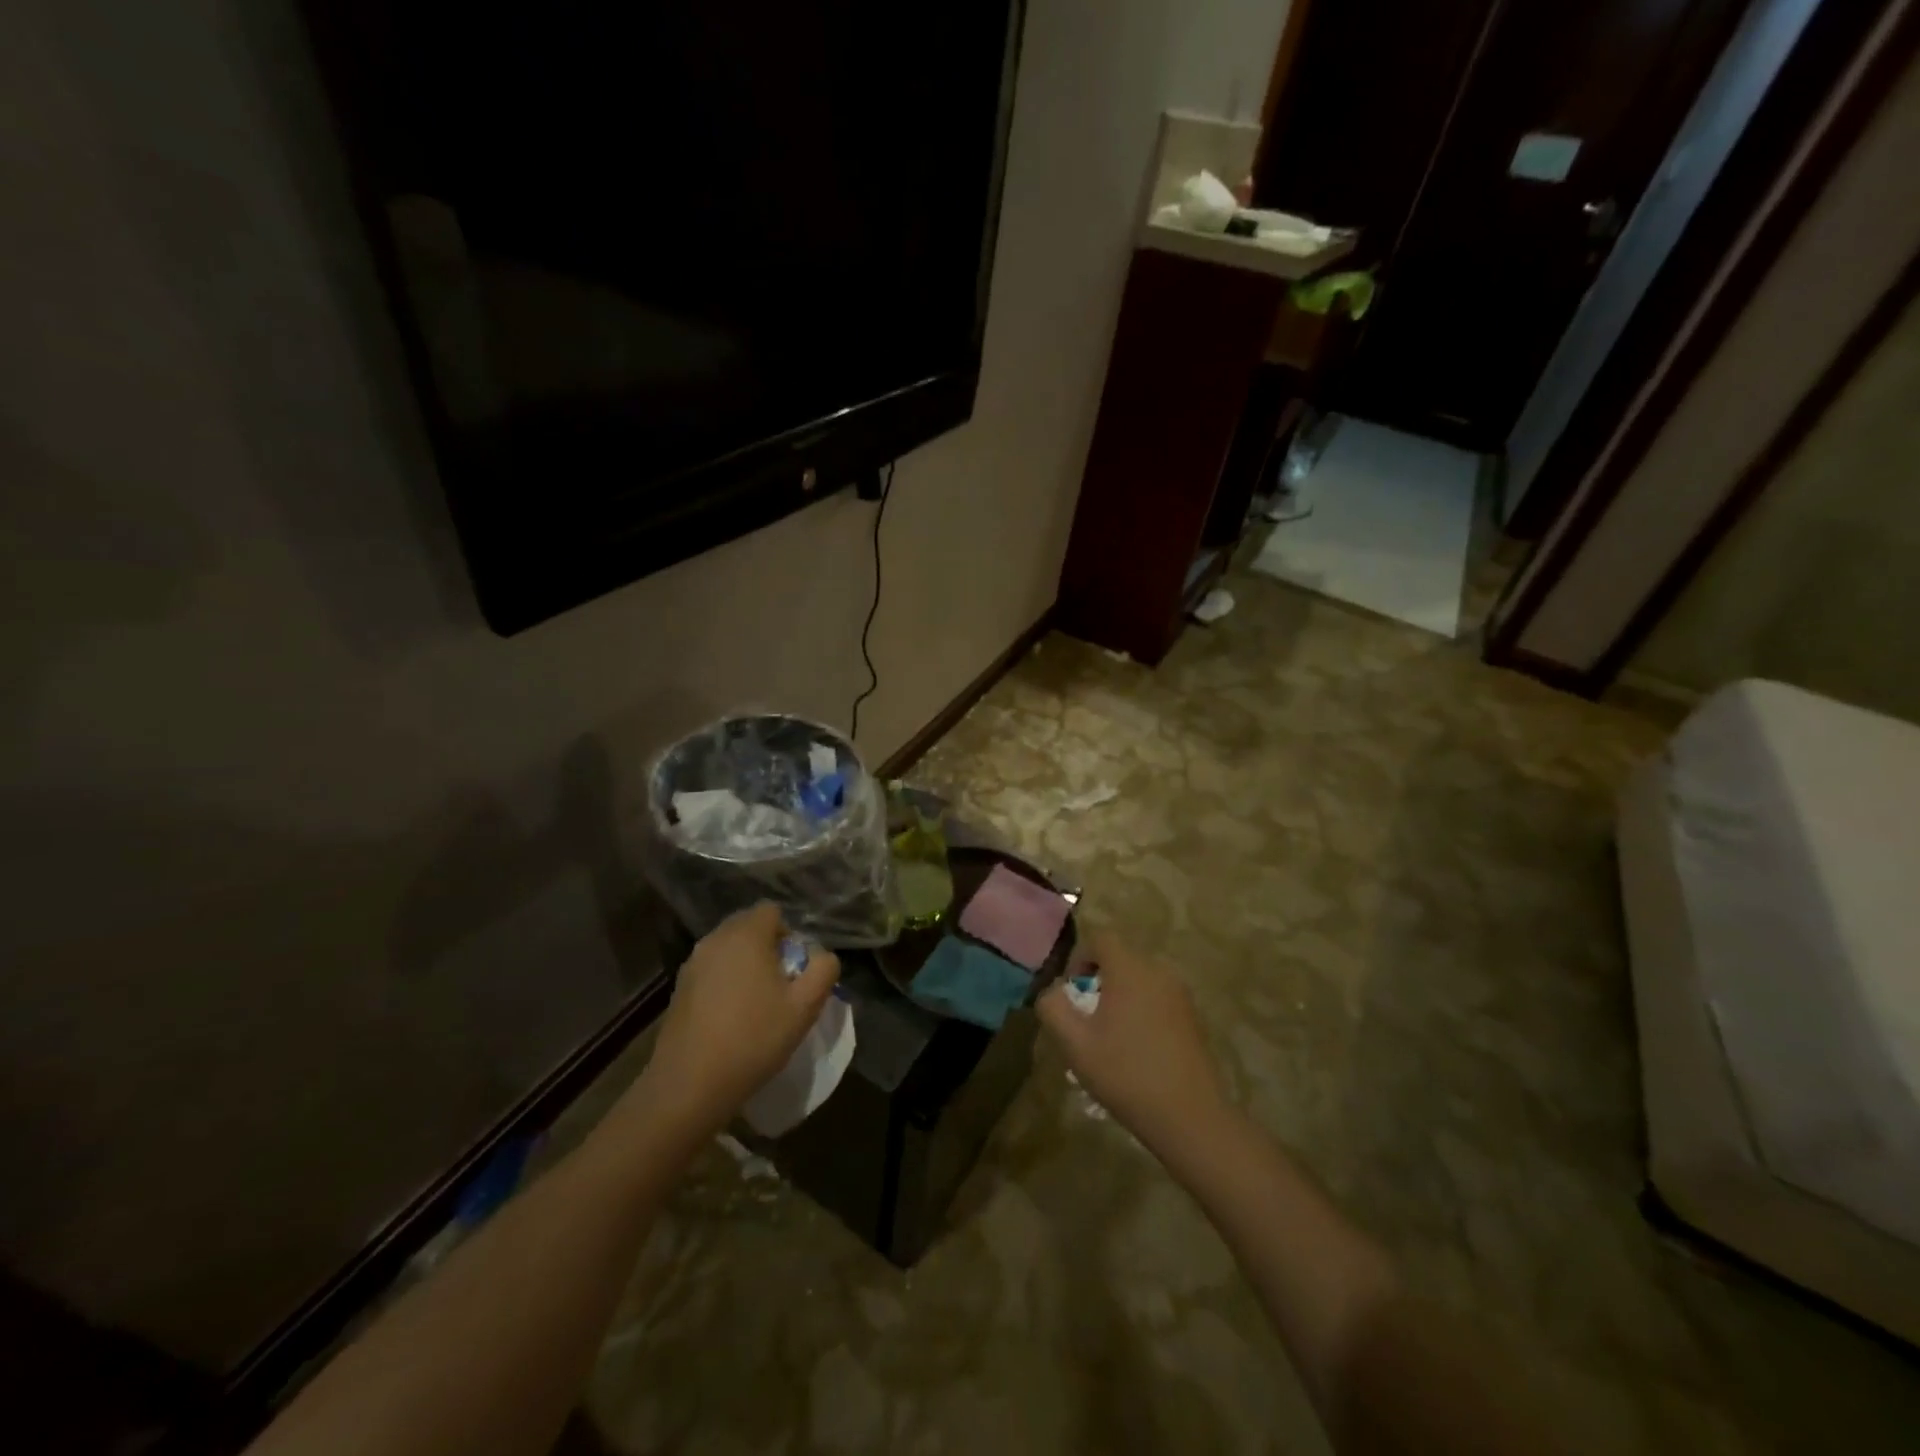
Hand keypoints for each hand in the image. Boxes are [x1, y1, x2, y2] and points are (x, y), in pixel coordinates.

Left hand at [635, 904, 840, 1141]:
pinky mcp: (678, 988)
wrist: (690, 1084)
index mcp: (746, 935)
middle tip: (780, 985)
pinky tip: (731, 1017)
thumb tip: (823, 956)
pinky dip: (725, 982)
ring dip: (745, 965)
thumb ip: (823, 970)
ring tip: (756, 1003)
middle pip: (748, 926)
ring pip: (728, 949)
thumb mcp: (805, 1007)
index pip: (772, 911)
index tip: (795, 968)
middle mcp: (715, 939)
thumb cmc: (754, 1038)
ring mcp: (692, 963)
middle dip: (768, 947)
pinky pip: (711, 970)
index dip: (789, 933)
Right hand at [1037, 930, 1228, 1153]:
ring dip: (1120, 998)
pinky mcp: (1193, 1017)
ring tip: (1110, 1037)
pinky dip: (1142, 1011)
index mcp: (1130, 969)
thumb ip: (1053, 1008)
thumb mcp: (1075, 1043)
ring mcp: (1180, 994)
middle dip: (1099, 981)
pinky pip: (1158, 998)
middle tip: (1087, 1019)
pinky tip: (1137, 1050)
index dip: (1079, 958)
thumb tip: (1052, 991)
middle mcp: (1158, 971)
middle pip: (1120, 959)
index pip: (1100, 939)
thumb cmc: (1126, 1074)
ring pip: (1140, 980)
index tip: (1072, 992)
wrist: (1190, 1116)